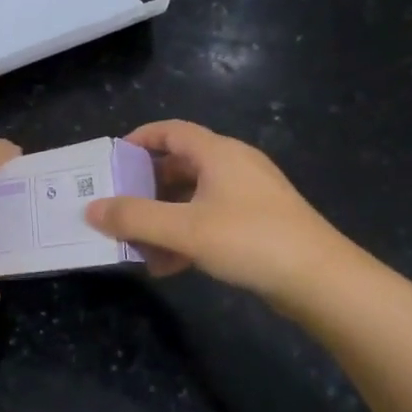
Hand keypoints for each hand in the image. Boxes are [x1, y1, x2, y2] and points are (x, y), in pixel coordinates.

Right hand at [85, 120, 344, 305]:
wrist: (320, 280)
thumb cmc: (250, 240)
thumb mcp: (185, 228)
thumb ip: (134, 217)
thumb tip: (91, 208)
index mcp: (218, 153)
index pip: (171, 131)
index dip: (138, 139)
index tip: (110, 159)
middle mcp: (234, 166)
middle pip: (179, 166)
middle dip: (145, 187)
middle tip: (115, 205)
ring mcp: (249, 196)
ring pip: (193, 198)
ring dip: (163, 218)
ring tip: (135, 243)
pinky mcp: (258, 224)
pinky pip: (210, 221)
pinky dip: (185, 236)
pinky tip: (168, 266)